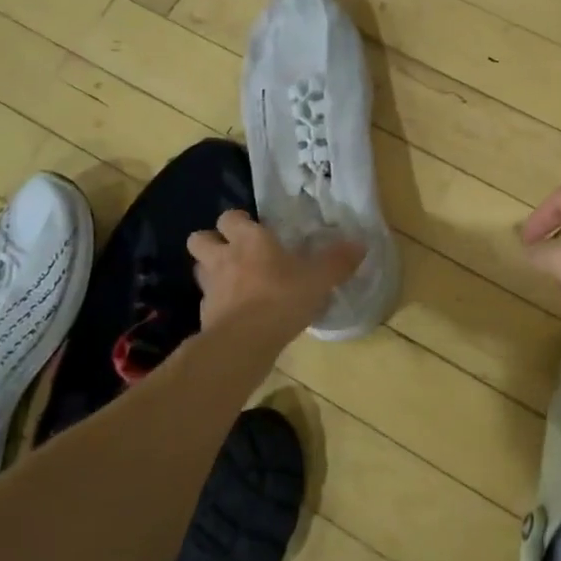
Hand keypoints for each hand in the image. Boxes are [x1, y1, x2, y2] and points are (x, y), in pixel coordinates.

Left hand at [188, 210, 364, 343]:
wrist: (244, 343)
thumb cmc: (281, 298)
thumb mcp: (319, 279)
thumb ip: (338, 261)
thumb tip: (360, 244)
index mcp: (249, 240)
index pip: (230, 217)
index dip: (238, 221)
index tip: (254, 229)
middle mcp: (223, 258)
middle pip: (200, 238)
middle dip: (212, 242)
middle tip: (234, 252)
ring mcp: (210, 288)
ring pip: (200, 269)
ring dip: (212, 272)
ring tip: (234, 282)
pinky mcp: (205, 316)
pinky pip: (208, 303)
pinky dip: (218, 305)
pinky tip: (237, 314)